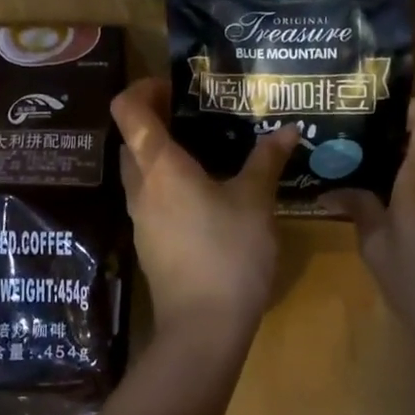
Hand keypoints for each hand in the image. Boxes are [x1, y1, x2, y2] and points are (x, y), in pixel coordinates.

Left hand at [111, 79, 298, 342]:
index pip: (128, 109)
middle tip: (198, 115)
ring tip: (207, 150)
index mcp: (159, 165)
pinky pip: (151, 197)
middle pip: (132, 138)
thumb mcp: (256, 202)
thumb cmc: (228, 253)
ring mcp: (139, 217)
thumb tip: (286, 130)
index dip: (144, 87)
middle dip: (157, 119)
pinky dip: (168, 183)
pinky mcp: (148, 242)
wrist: (203, 328)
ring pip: (140, 170)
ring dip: (162, 153)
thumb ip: (266, 160)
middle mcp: (140, 186)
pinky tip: (206, 193)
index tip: (175, 85)